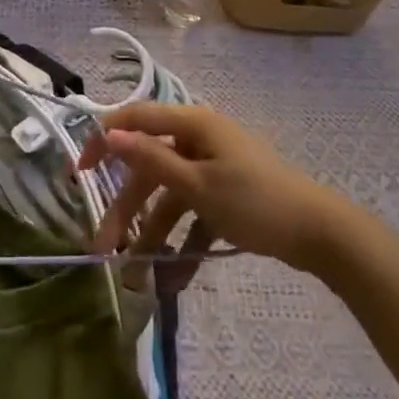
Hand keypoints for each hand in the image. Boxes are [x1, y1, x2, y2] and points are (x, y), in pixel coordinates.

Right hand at [77, 103, 353, 273]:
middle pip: (151, 167)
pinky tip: (174, 278)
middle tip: (105, 248)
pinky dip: (184, 240)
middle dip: (128, 209)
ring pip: (171, 195)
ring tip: (136, 275)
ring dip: (153, 232)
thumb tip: (110, 134)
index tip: (79, 172)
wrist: (319, 233)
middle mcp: (200, 139)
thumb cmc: (255, 201)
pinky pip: (195, 212)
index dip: (105, 140)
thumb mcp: (198, 185)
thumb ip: (152, 160)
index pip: (137, 120)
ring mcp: (214, 167)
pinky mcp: (228, 194)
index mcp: (193, 124)